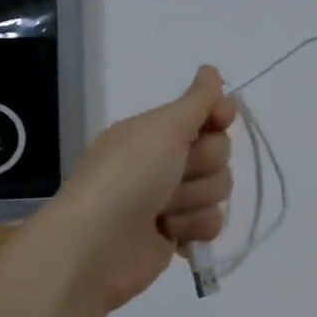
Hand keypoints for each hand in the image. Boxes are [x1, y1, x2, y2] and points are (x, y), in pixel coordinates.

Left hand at [53, 67, 235, 316]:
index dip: (218, 117)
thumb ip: (196, 101)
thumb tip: (211, 70)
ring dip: (194, 200)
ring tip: (163, 211)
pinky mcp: (177, 234)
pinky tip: (169, 233)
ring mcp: (171, 199)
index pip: (207, 114)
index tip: (220, 119)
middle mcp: (164, 161)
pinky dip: (193, 227)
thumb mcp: (162, 128)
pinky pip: (212, 222)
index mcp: (156, 132)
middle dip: (202, 165)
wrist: (96, 247)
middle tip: (173, 174)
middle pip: (219, 153)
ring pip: (218, 189)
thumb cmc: (127, 177)